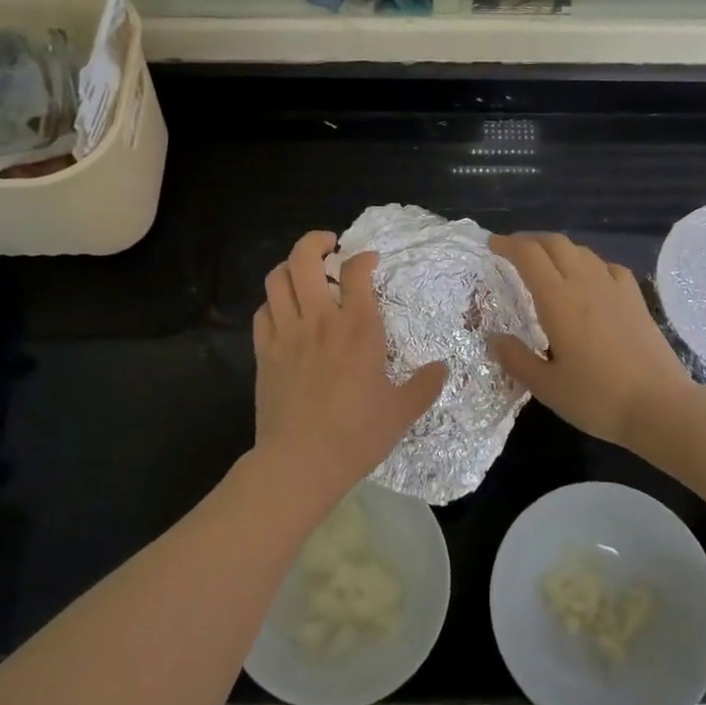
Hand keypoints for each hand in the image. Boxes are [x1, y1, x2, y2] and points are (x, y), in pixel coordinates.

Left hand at [253, 230, 446, 496]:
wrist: (300, 462)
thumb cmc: (356, 435)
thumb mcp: (402, 412)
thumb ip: (425, 385)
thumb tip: (442, 368)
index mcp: (358, 327)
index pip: (356, 270)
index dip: (364, 257)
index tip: (370, 261)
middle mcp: (320, 319)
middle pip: (304, 259)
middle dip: (316, 242)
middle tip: (328, 246)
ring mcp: (286, 333)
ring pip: (277, 279)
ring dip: (289, 267)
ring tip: (302, 272)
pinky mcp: (264, 352)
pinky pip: (262, 311)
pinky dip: (273, 302)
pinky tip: (284, 312)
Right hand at [489, 232, 694, 449]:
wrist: (661, 407)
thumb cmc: (597, 398)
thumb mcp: (547, 387)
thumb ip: (516, 359)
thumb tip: (493, 339)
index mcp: (558, 300)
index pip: (529, 256)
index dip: (508, 244)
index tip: (492, 245)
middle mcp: (586, 284)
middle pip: (556, 243)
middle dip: (531, 240)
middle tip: (513, 250)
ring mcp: (615, 288)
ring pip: (582, 251)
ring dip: (558, 249)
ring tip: (546, 263)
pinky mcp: (636, 299)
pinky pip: (608, 266)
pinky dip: (589, 263)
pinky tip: (589, 279)